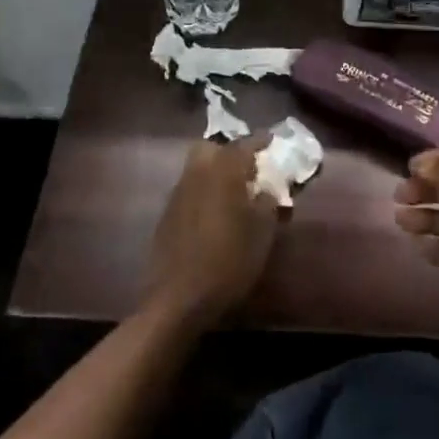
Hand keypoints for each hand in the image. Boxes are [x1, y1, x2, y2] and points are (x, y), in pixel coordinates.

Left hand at [146, 134, 280, 329]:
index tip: (271, 141)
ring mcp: (178, 192)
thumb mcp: (262, 234)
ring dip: (215, 171)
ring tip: (233, 192)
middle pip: (211, 148)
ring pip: (197, 167)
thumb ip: (267, 204)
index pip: (245, 145)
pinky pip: (189, 189)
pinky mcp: (167, 213)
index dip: (260, 141)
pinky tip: (213, 213)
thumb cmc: (228, 261)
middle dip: (229, 152)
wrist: (177, 297)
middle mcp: (198, 172)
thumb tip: (267, 189)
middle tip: (247, 168)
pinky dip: (203, 191)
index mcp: (224, 171)